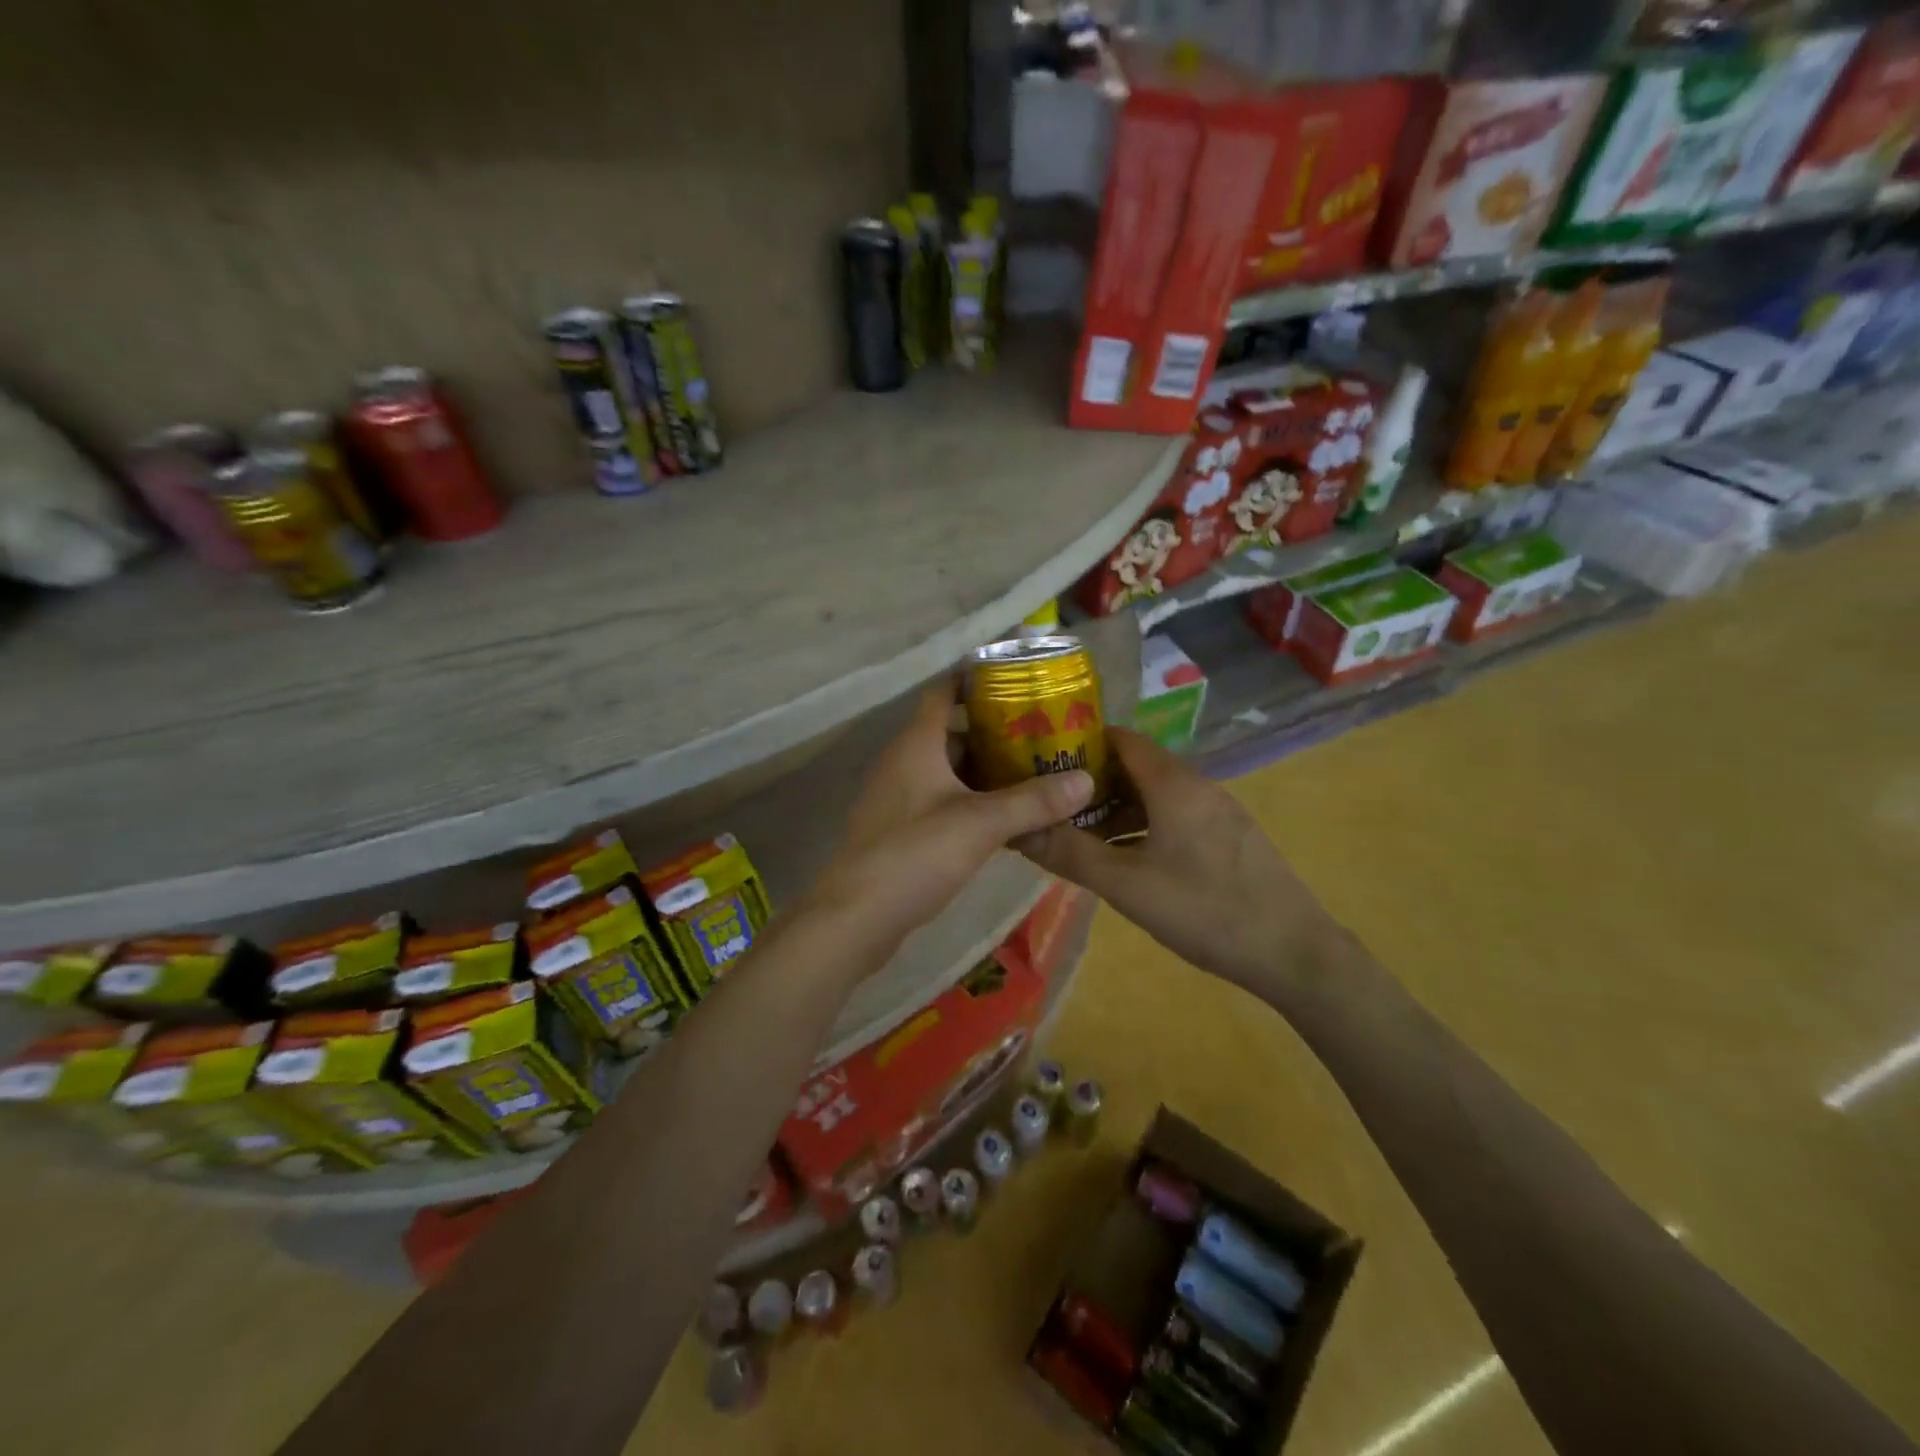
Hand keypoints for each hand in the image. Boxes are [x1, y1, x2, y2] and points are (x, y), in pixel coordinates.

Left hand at [805, 682, 1094, 958]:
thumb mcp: (981, 824)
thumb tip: (1086, 779)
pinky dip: (970, 802)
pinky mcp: (898, 830)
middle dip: (994, 733)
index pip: (943, 692)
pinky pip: (940, 801)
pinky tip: (1002, 820)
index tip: (1016, 680)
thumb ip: (1033, 801)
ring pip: (947, 771)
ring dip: (984, 772)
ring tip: (1032, 775)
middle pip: (951, 733)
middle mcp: (903, 762)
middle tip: (1041, 736)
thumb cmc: (915, 854)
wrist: (855, 917)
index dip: (974, 680)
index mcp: (916, 744)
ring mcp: (897, 798)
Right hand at [1016, 728, 1343, 1002]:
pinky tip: (1127, 859)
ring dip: (1118, 808)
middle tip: (1052, 803)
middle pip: (1137, 766)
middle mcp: (1198, 786)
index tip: (1043, 758)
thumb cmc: (1205, 910)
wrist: (1295, 953)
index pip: (1121, 739)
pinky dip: (1144, 825)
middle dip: (1093, 781)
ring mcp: (1219, 812)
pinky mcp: (1230, 838)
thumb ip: (1070, 854)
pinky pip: (1176, 816)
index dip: (1080, 742)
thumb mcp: (1126, 885)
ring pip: (1157, 795)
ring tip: (1080, 834)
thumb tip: (1016, 831)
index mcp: (1173, 784)